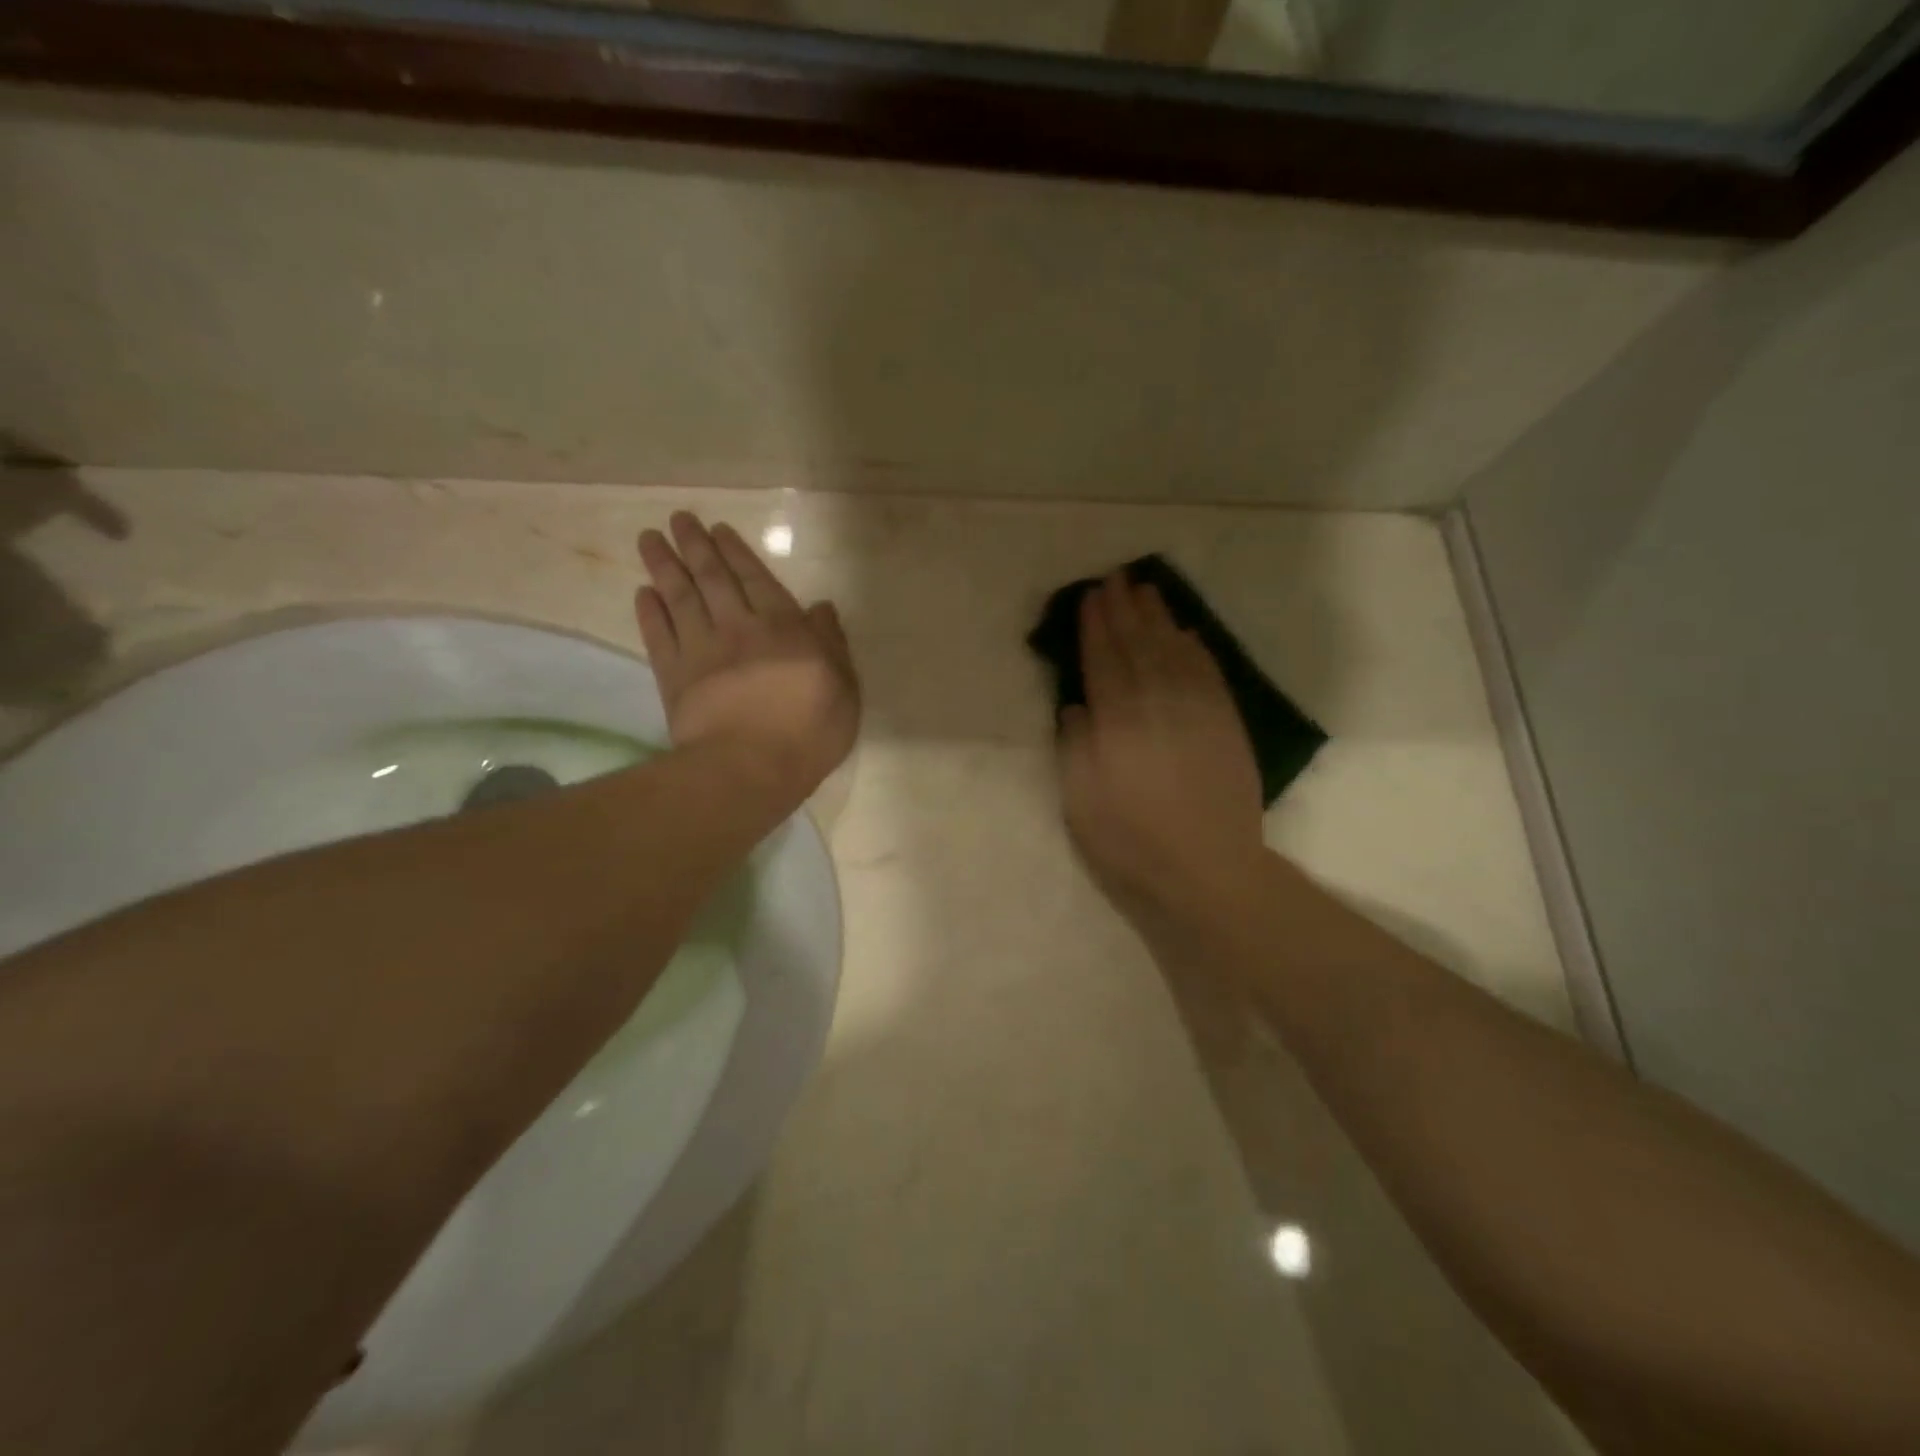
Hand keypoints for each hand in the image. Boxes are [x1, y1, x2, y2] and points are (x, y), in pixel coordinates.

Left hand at [636, 513, 859, 804]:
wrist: (750, 766)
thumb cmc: (809, 730)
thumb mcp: (844, 687)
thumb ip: (832, 643)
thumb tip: (821, 607)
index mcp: (783, 627)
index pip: (757, 579)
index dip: (736, 552)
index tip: (717, 529)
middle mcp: (739, 627)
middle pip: (713, 579)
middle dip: (695, 546)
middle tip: (678, 520)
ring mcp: (702, 650)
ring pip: (680, 598)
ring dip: (664, 567)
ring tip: (649, 540)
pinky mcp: (674, 677)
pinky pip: (659, 636)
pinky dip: (649, 613)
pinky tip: (642, 593)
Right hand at [1059, 574, 1266, 937]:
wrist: (1210, 868)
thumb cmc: (1133, 840)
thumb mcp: (1081, 802)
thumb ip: (1075, 746)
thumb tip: (1075, 705)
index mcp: (1117, 721)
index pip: (1103, 660)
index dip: (1094, 626)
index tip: (1089, 597)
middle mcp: (1157, 703)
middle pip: (1138, 645)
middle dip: (1124, 610)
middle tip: (1115, 579)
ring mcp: (1196, 710)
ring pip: (1174, 650)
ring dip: (1158, 618)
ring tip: (1146, 591)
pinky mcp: (1225, 723)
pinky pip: (1208, 672)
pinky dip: (1195, 648)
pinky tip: (1187, 633)